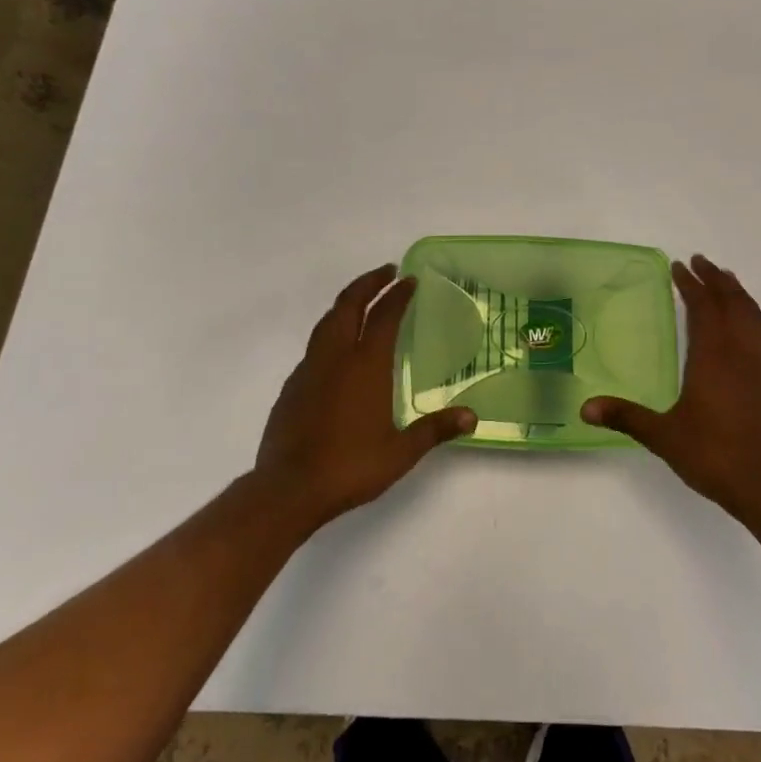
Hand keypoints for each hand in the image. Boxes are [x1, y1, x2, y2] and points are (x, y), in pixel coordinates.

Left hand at [251, 264, 474, 531]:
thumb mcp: (401, 452)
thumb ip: (435, 429)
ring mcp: (309, 370)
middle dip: (368, 283)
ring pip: (327, 322)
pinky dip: (331, 332)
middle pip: (348, 305)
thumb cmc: (350, 467)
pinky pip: (314, 346)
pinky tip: (337, 349)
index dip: (398, 294)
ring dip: (346, 304)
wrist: (289, 489)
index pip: (384, 316)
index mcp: (365, 366)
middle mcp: (336, 358)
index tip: (410, 280)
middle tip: (387, 272)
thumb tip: (472, 417)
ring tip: (362, 301)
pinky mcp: (292, 387)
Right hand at [582, 254, 760, 530]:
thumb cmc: (713, 456)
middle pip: (733, 303)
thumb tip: (585, 408)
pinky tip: (745, 331)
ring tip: (727, 282)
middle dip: (717, 279)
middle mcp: (742, 354)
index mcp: (714, 358)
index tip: (680, 267)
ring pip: (754, 317)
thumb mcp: (663, 437)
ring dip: (739, 294)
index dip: (692, 285)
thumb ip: (626, 417)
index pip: (704, 308)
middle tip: (702, 262)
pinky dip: (752, 319)